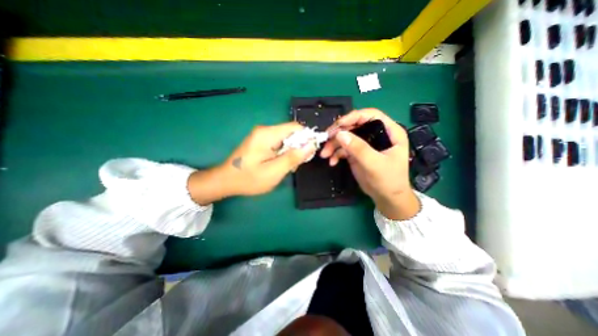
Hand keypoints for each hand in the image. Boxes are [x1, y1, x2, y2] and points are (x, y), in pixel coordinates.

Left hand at [189, 123, 316, 202]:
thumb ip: (294, 157)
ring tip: (286, 168)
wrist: (225, 181)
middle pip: (291, 133)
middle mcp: (265, 130)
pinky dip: (283, 153)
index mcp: (268, 134)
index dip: (306, 138)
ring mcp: (262, 135)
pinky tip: (279, 165)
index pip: (296, 127)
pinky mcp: (260, 141)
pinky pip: (278, 143)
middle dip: (298, 148)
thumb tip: (311, 145)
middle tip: (294, 165)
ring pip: (286, 139)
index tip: (308, 154)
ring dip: (291, 152)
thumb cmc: (249, 178)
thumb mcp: (275, 171)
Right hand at [323, 109, 418, 220]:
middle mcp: (376, 134)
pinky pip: (343, 149)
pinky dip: (336, 154)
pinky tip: (332, 161)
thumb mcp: (375, 164)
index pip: (370, 115)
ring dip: (333, 145)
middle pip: (354, 125)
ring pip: (346, 137)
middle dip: (338, 133)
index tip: (338, 125)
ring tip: (325, 155)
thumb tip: (340, 134)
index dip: (353, 117)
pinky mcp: (356, 153)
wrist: (386, 198)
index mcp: (389, 131)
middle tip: (326, 139)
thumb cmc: (389, 180)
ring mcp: (365, 144)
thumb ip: (359, 149)